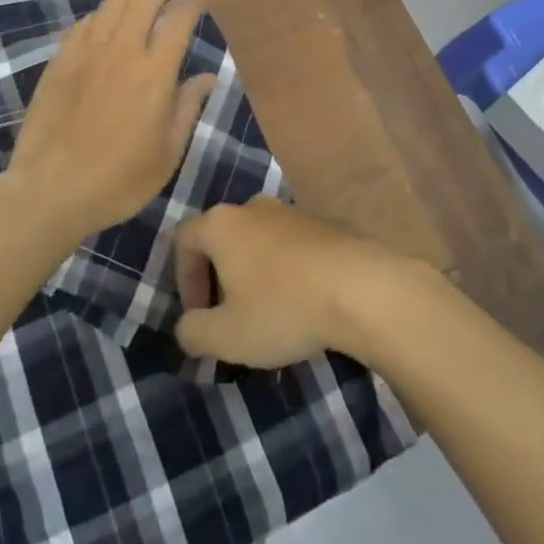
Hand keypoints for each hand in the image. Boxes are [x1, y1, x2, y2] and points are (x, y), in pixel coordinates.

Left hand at [4, 0, 216, 237]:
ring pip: (112, 2)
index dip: (191, 3)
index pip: (178, 19)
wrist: (51, 190)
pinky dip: (102, 12)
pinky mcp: (60, 59)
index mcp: (154, 72)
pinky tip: (106, 19)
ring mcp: (86, 51)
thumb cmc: (119, 179)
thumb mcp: (168, 152)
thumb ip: (188, 107)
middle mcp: (122, 50)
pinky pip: (85, 22)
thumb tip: (207, 76)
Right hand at [172, 198, 427, 368]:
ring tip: (266, 312)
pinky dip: (285, 269)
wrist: (362, 288)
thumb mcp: (226, 336)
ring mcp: (291, 211)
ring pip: (257, 240)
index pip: (183, 240)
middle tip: (227, 315)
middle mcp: (253, 207)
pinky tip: (301, 301)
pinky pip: (290, 245)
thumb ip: (193, 332)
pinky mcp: (323, 222)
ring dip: (252, 272)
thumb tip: (186, 326)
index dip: (182, 279)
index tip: (198, 314)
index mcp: (222, 224)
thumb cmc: (283, 308)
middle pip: (221, 237)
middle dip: (217, 276)